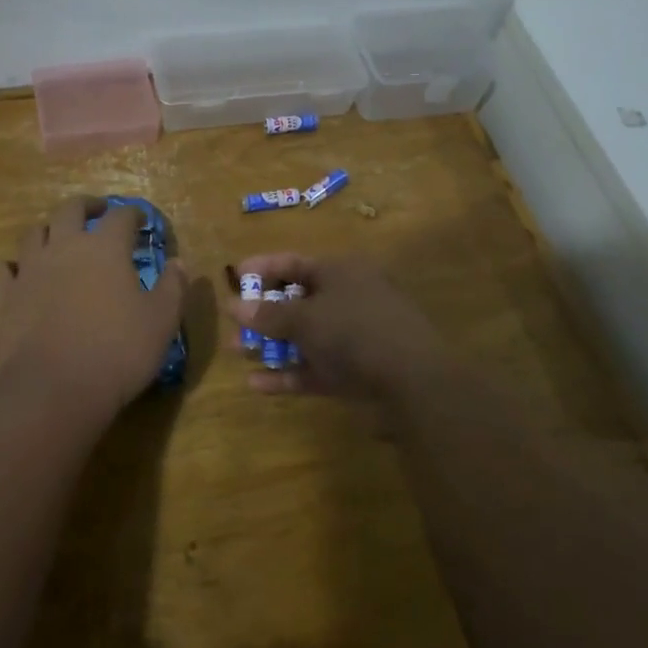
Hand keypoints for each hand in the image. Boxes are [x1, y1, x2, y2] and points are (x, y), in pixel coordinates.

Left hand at [0, 197, 188, 421]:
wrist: (54, 389)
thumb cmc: (118, 352)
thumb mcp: (162, 321)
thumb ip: (173, 287)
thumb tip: (179, 263)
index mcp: (105, 247)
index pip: (121, 216)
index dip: (133, 214)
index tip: (141, 221)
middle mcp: (65, 247)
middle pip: (71, 209)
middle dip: (87, 206)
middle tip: (97, 212)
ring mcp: (29, 270)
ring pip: (34, 233)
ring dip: (49, 231)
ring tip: (59, 240)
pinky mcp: (3, 297)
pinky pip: (2, 270)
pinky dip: (12, 267)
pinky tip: (19, 275)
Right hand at [225, 255, 450, 403]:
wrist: (415, 381)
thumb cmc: (355, 331)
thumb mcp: (305, 319)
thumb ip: (268, 314)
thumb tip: (233, 306)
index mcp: (341, 271)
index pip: (294, 262)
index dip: (262, 268)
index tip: (233, 276)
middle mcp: (349, 298)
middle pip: (299, 300)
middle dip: (263, 313)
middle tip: (233, 324)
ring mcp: (356, 336)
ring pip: (306, 336)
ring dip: (272, 344)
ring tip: (238, 353)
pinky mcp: (359, 370)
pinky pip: (317, 367)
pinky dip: (289, 373)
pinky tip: (256, 384)